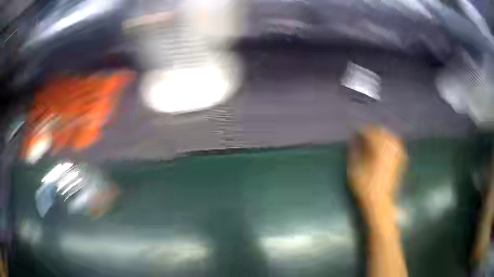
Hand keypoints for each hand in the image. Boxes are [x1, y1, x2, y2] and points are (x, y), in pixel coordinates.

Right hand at [348, 127, 406, 208]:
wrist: (379, 202)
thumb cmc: (364, 187)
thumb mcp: (354, 169)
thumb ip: (354, 152)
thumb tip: (354, 140)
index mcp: (378, 150)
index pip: (370, 133)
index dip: (362, 131)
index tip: (355, 132)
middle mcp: (389, 150)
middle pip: (382, 132)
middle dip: (373, 131)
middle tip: (364, 135)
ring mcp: (396, 155)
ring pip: (391, 137)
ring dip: (382, 135)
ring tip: (374, 138)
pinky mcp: (400, 161)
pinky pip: (397, 145)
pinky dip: (391, 142)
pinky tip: (386, 145)